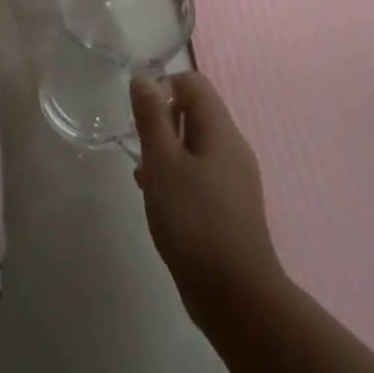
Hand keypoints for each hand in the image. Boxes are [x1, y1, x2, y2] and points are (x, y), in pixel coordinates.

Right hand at [132, 73, 285, 327]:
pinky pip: (198, 171)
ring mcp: (233, 177)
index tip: (138, 115)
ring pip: (194, 144)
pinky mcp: (228, 204)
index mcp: (220, 131)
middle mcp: (232, 147)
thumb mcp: (162, 163)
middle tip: (138, 147)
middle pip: (194, 111)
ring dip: (165, 149)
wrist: (234, 294)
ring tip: (142, 174)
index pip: (192, 82)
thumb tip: (144, 78)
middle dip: (161, 120)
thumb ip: (151, 118)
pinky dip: (175, 174)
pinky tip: (156, 197)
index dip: (162, 86)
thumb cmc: (193, 220)